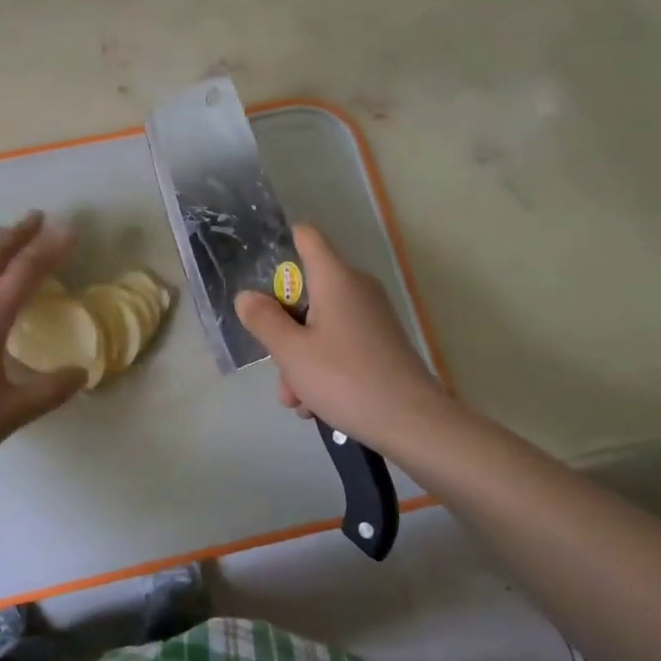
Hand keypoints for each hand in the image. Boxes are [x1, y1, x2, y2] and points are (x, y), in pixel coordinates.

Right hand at [235, 224, 449, 451]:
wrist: (414, 423)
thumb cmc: (345, 378)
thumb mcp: (290, 352)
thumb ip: (263, 320)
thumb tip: (246, 296)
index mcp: (336, 279)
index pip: (306, 237)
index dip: (280, 243)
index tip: (257, 271)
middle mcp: (356, 289)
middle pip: (305, 290)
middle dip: (282, 324)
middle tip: (272, 358)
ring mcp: (371, 318)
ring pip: (319, 324)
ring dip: (298, 356)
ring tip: (294, 399)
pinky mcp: (379, 344)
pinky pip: (338, 343)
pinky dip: (321, 366)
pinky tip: (313, 405)